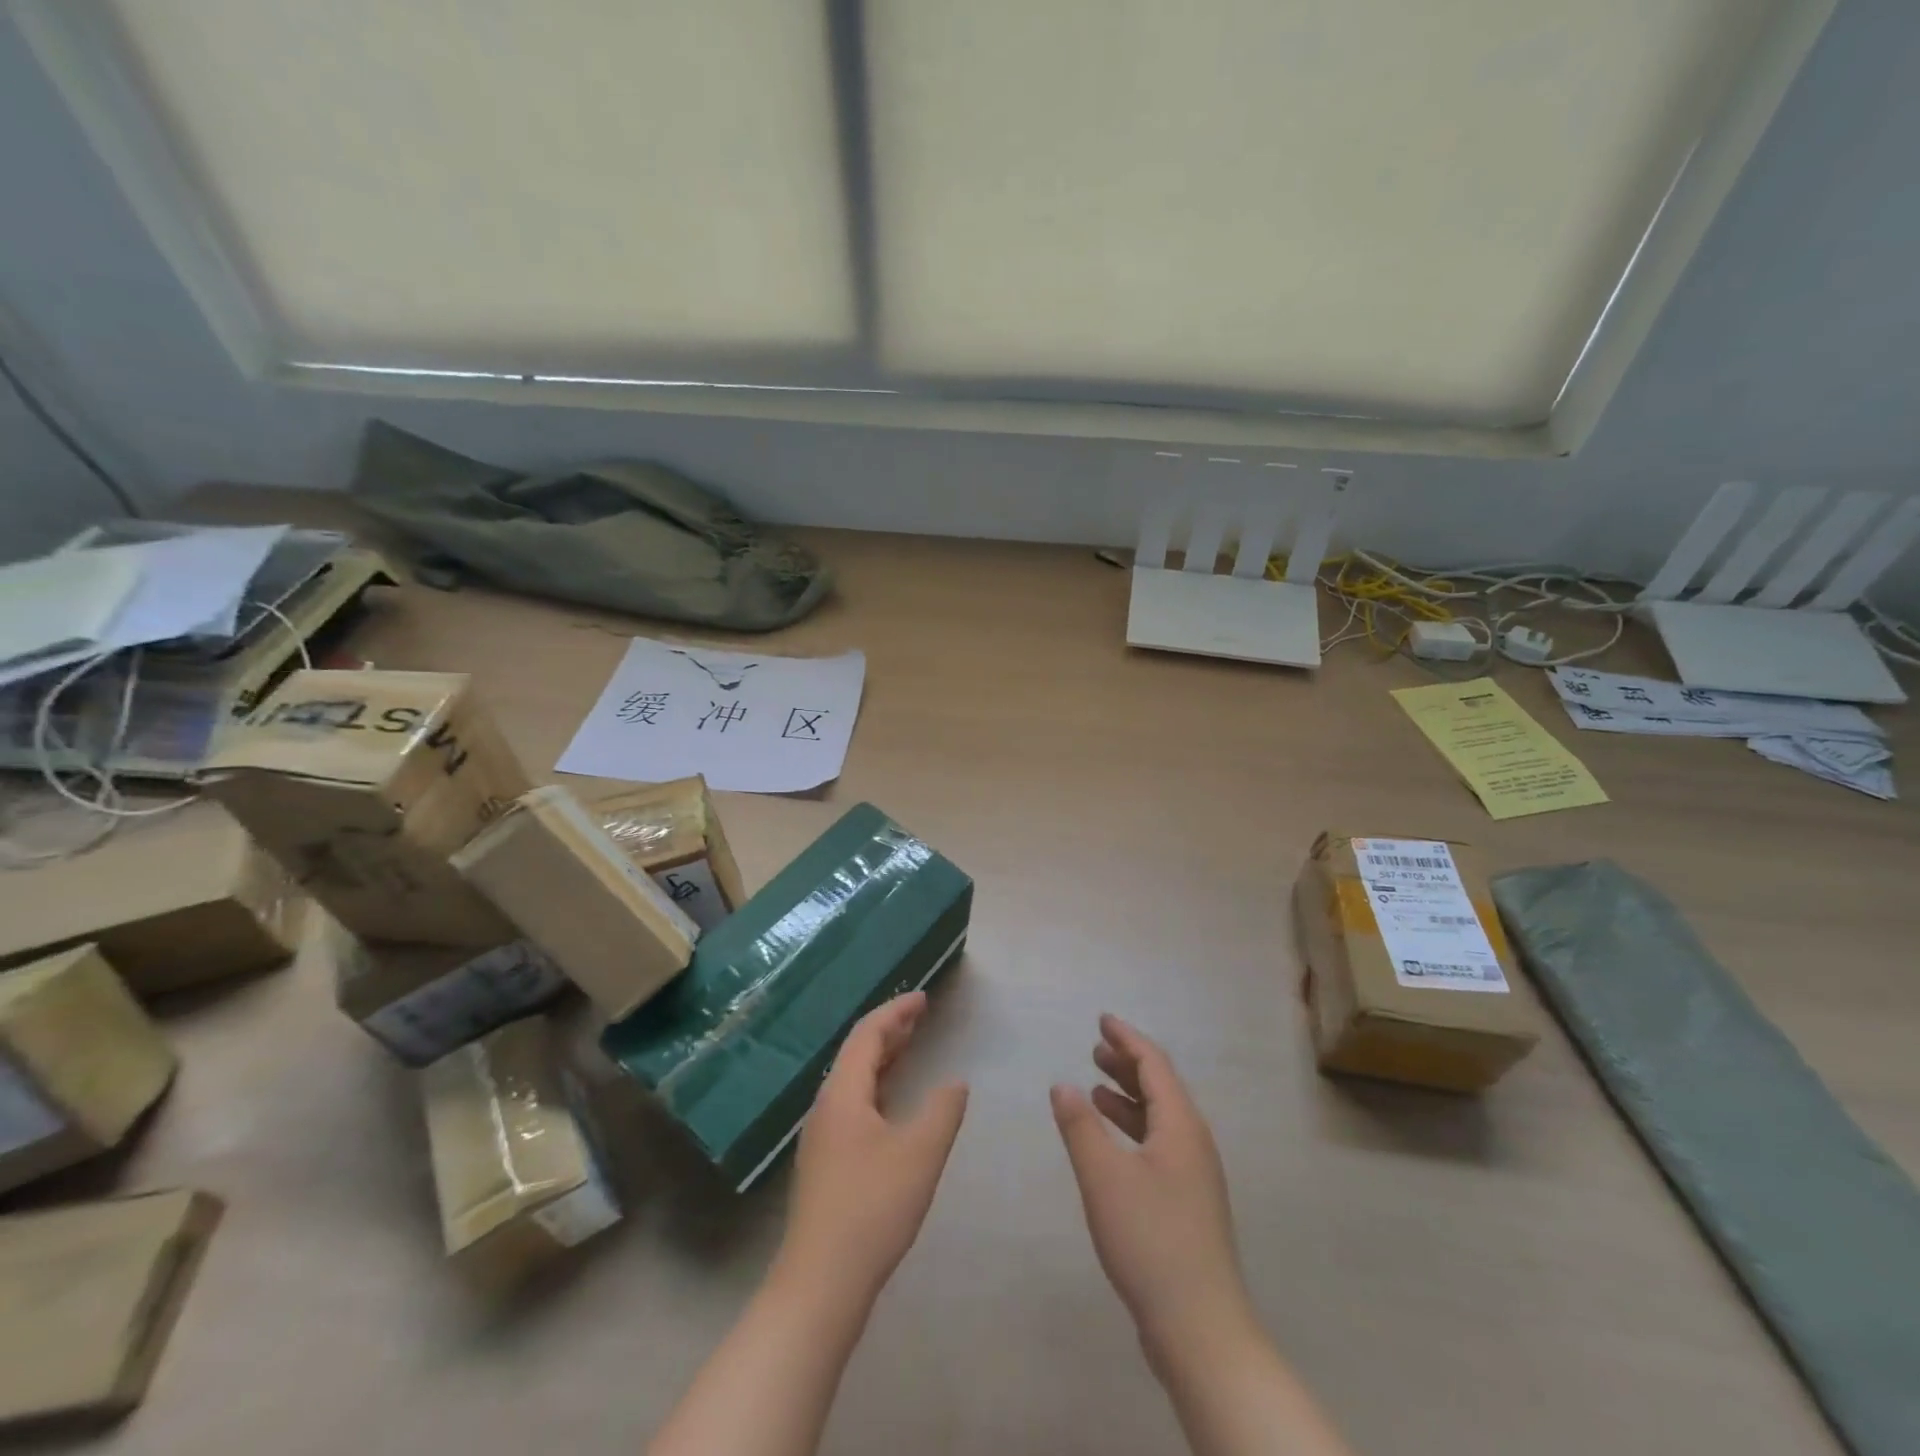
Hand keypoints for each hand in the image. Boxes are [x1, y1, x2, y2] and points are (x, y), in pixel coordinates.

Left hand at [777, 992, 968, 1304]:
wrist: (820, 1283)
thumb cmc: (872, 1207)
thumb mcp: (920, 1153)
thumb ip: (943, 1110)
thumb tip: (955, 1082)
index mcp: (843, 1094)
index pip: (867, 1035)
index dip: (896, 1012)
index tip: (924, 998)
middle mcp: (826, 1107)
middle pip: (857, 1053)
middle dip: (889, 1031)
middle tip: (921, 1016)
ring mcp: (822, 1137)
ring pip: (854, 1081)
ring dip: (883, 1059)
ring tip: (911, 1047)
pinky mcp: (825, 1163)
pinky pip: (853, 1104)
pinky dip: (877, 1087)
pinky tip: (893, 1104)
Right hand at [1052, 1014, 1252, 1354]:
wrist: (1200, 1328)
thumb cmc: (1150, 1239)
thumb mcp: (1103, 1177)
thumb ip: (1080, 1125)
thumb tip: (1062, 1083)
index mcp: (1181, 1125)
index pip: (1154, 1064)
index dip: (1127, 1039)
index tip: (1103, 1019)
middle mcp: (1193, 1142)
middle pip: (1161, 1088)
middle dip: (1127, 1064)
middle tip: (1095, 1048)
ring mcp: (1194, 1175)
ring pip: (1160, 1119)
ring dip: (1128, 1097)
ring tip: (1096, 1088)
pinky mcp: (1187, 1203)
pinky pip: (1159, 1144)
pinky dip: (1133, 1130)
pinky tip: (1111, 1144)